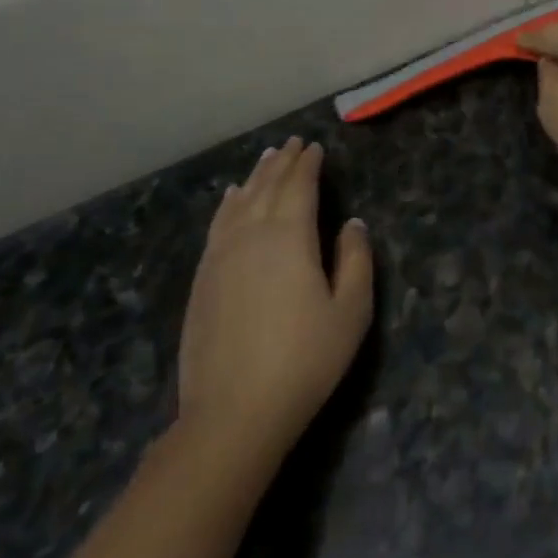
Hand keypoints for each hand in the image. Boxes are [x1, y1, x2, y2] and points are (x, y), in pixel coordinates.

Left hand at [177, 138, 373, 456]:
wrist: (232, 414)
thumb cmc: (304, 361)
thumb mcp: (351, 311)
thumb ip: (355, 260)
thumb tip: (352, 223)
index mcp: (289, 237)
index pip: (299, 186)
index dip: (308, 164)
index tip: (315, 147)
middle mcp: (251, 236)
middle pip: (266, 187)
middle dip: (282, 162)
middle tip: (293, 143)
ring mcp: (220, 258)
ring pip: (238, 202)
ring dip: (255, 177)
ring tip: (266, 158)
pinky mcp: (202, 280)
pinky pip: (217, 226)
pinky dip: (227, 205)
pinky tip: (230, 199)